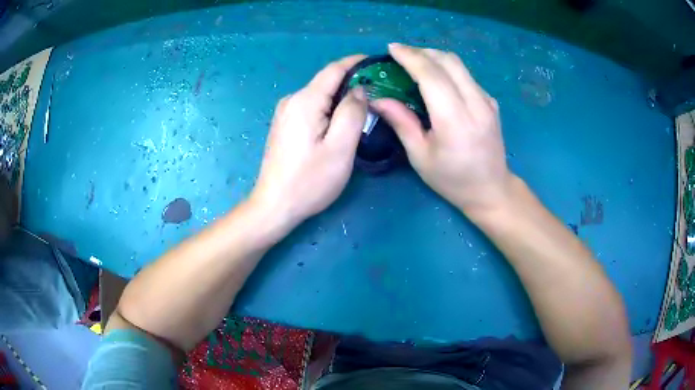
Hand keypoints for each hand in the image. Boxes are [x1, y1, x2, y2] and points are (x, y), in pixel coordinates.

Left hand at [250, 55, 367, 229]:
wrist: (274, 205)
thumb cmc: (310, 180)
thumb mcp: (340, 147)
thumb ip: (353, 113)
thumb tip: (359, 90)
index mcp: (305, 100)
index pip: (334, 69)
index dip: (356, 62)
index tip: (377, 61)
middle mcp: (292, 100)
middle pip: (326, 82)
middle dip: (352, 82)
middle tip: (378, 91)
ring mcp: (284, 113)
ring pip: (319, 95)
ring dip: (341, 97)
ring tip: (364, 107)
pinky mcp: (284, 125)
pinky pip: (311, 107)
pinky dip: (329, 108)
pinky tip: (339, 120)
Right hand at [372, 43, 512, 217]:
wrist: (492, 190)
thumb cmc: (453, 180)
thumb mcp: (421, 156)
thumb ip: (401, 122)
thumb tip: (377, 98)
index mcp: (455, 120)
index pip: (431, 75)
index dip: (410, 57)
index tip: (392, 48)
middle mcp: (475, 103)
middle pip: (447, 61)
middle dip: (421, 52)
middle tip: (400, 54)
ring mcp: (487, 100)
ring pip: (458, 64)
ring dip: (434, 57)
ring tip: (415, 62)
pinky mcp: (491, 101)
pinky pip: (466, 75)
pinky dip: (447, 68)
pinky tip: (436, 78)